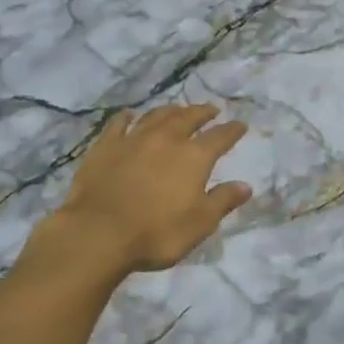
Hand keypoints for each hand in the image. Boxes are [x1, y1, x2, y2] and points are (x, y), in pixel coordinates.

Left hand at [45, 104, 251, 280]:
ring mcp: (133, 139)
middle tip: (211, 109)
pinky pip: (119, 124)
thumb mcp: (199, 224)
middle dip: (203, 112)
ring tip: (179, 109)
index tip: (241, 125)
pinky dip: (127, 117)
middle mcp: (166, 139)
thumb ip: (223, 201)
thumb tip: (245, 186)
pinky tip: (130, 115)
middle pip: (188, 118)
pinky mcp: (105, 146)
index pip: (220, 137)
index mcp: (193, 157)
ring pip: (157, 115)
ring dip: (171, 110)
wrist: (98, 234)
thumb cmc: (156, 233)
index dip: (232, 130)